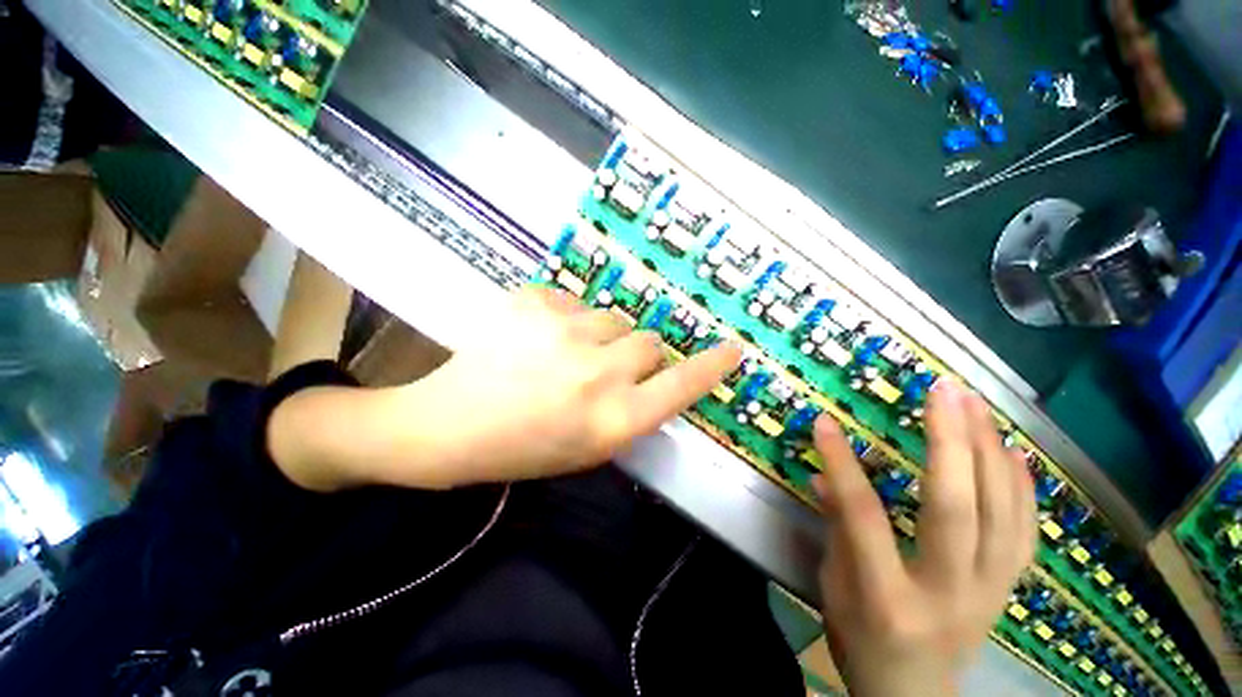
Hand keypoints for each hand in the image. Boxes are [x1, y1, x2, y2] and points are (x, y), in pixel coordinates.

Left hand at [393, 285, 740, 485]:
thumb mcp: (589, 448)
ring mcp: (565, 331)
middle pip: (649, 341)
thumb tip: (654, 374)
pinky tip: (534, 339)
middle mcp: (598, 372)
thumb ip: (632, 411)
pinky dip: (563, 320)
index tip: (732, 349)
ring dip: (598, 336)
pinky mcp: (534, 301)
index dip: (710, 367)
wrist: (449, 424)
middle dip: (634, 354)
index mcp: (612, 419)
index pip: (681, 385)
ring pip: (613, 319)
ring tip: (562, 354)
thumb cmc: (524, 448)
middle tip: (602, 368)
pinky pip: (572, 302)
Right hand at [811, 380, 1036, 696]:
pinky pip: (1026, 534)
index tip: (825, 421)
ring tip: (976, 405)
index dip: (842, 464)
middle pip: (956, 511)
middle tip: (943, 392)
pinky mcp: (1009, 590)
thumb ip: (836, 529)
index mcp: (888, 598)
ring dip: (991, 452)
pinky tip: (1015, 453)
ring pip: (1003, 516)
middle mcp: (948, 594)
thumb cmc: (862, 641)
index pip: (864, 518)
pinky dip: (1024, 489)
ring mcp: (989, 593)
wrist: (914, 696)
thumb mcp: (835, 589)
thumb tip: (824, 477)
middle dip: (950, 443)